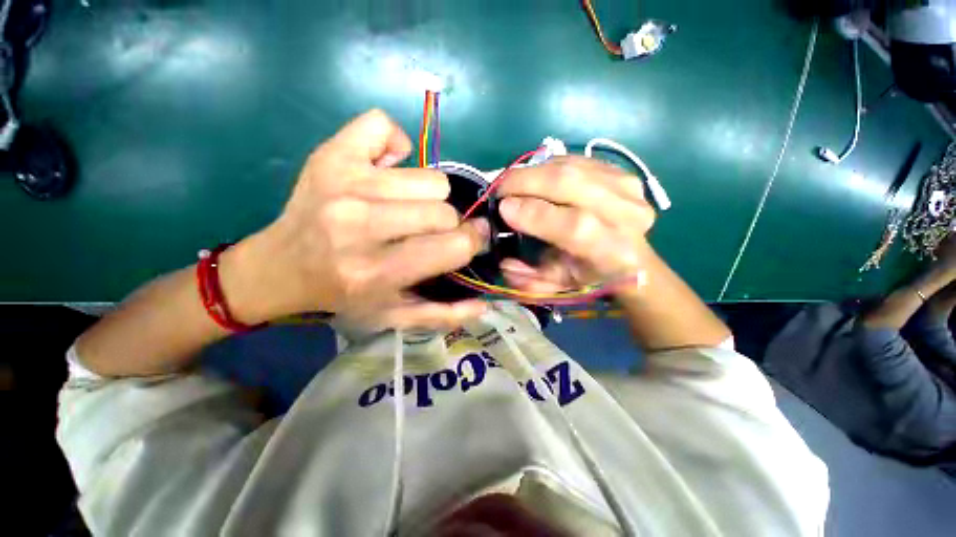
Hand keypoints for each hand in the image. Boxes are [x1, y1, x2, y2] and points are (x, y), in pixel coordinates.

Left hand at [222, 110, 488, 328]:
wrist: (281, 268)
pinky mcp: (330, 154)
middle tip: (428, 231)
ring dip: (428, 196)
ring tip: (407, 207)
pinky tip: (386, 169)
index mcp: (378, 271)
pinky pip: (384, 127)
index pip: (454, 244)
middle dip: (447, 223)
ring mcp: (344, 182)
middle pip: (444, 209)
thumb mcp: (394, 316)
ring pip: (429, 178)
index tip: (467, 241)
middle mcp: (360, 224)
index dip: (471, 241)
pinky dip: (395, 145)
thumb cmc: (344, 295)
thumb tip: (484, 304)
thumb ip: (443, 314)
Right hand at [496, 156, 655, 294]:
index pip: (575, 227)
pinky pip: (575, 160)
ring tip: (513, 183)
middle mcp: (628, 215)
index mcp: (613, 253)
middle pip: (571, 183)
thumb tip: (503, 258)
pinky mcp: (621, 171)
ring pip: (570, 167)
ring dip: (533, 171)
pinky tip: (536, 178)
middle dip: (526, 182)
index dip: (534, 214)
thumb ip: (527, 280)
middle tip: (500, 188)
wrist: (627, 257)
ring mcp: (627, 187)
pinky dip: (548, 166)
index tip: (503, 208)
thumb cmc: (588, 276)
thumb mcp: (556, 287)